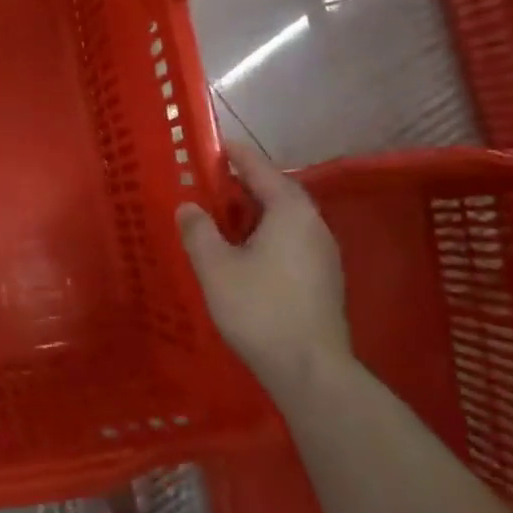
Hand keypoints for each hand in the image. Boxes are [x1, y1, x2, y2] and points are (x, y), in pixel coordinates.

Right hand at [177, 139, 350, 398]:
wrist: (308, 368)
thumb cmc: (259, 308)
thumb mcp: (215, 266)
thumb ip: (198, 230)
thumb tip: (189, 207)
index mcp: (290, 212)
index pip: (261, 170)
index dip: (237, 156)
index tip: (217, 144)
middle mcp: (314, 225)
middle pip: (278, 192)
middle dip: (245, 184)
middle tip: (212, 181)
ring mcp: (323, 254)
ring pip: (285, 219)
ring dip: (255, 211)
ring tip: (222, 215)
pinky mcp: (323, 279)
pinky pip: (290, 240)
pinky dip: (266, 233)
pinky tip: (244, 250)